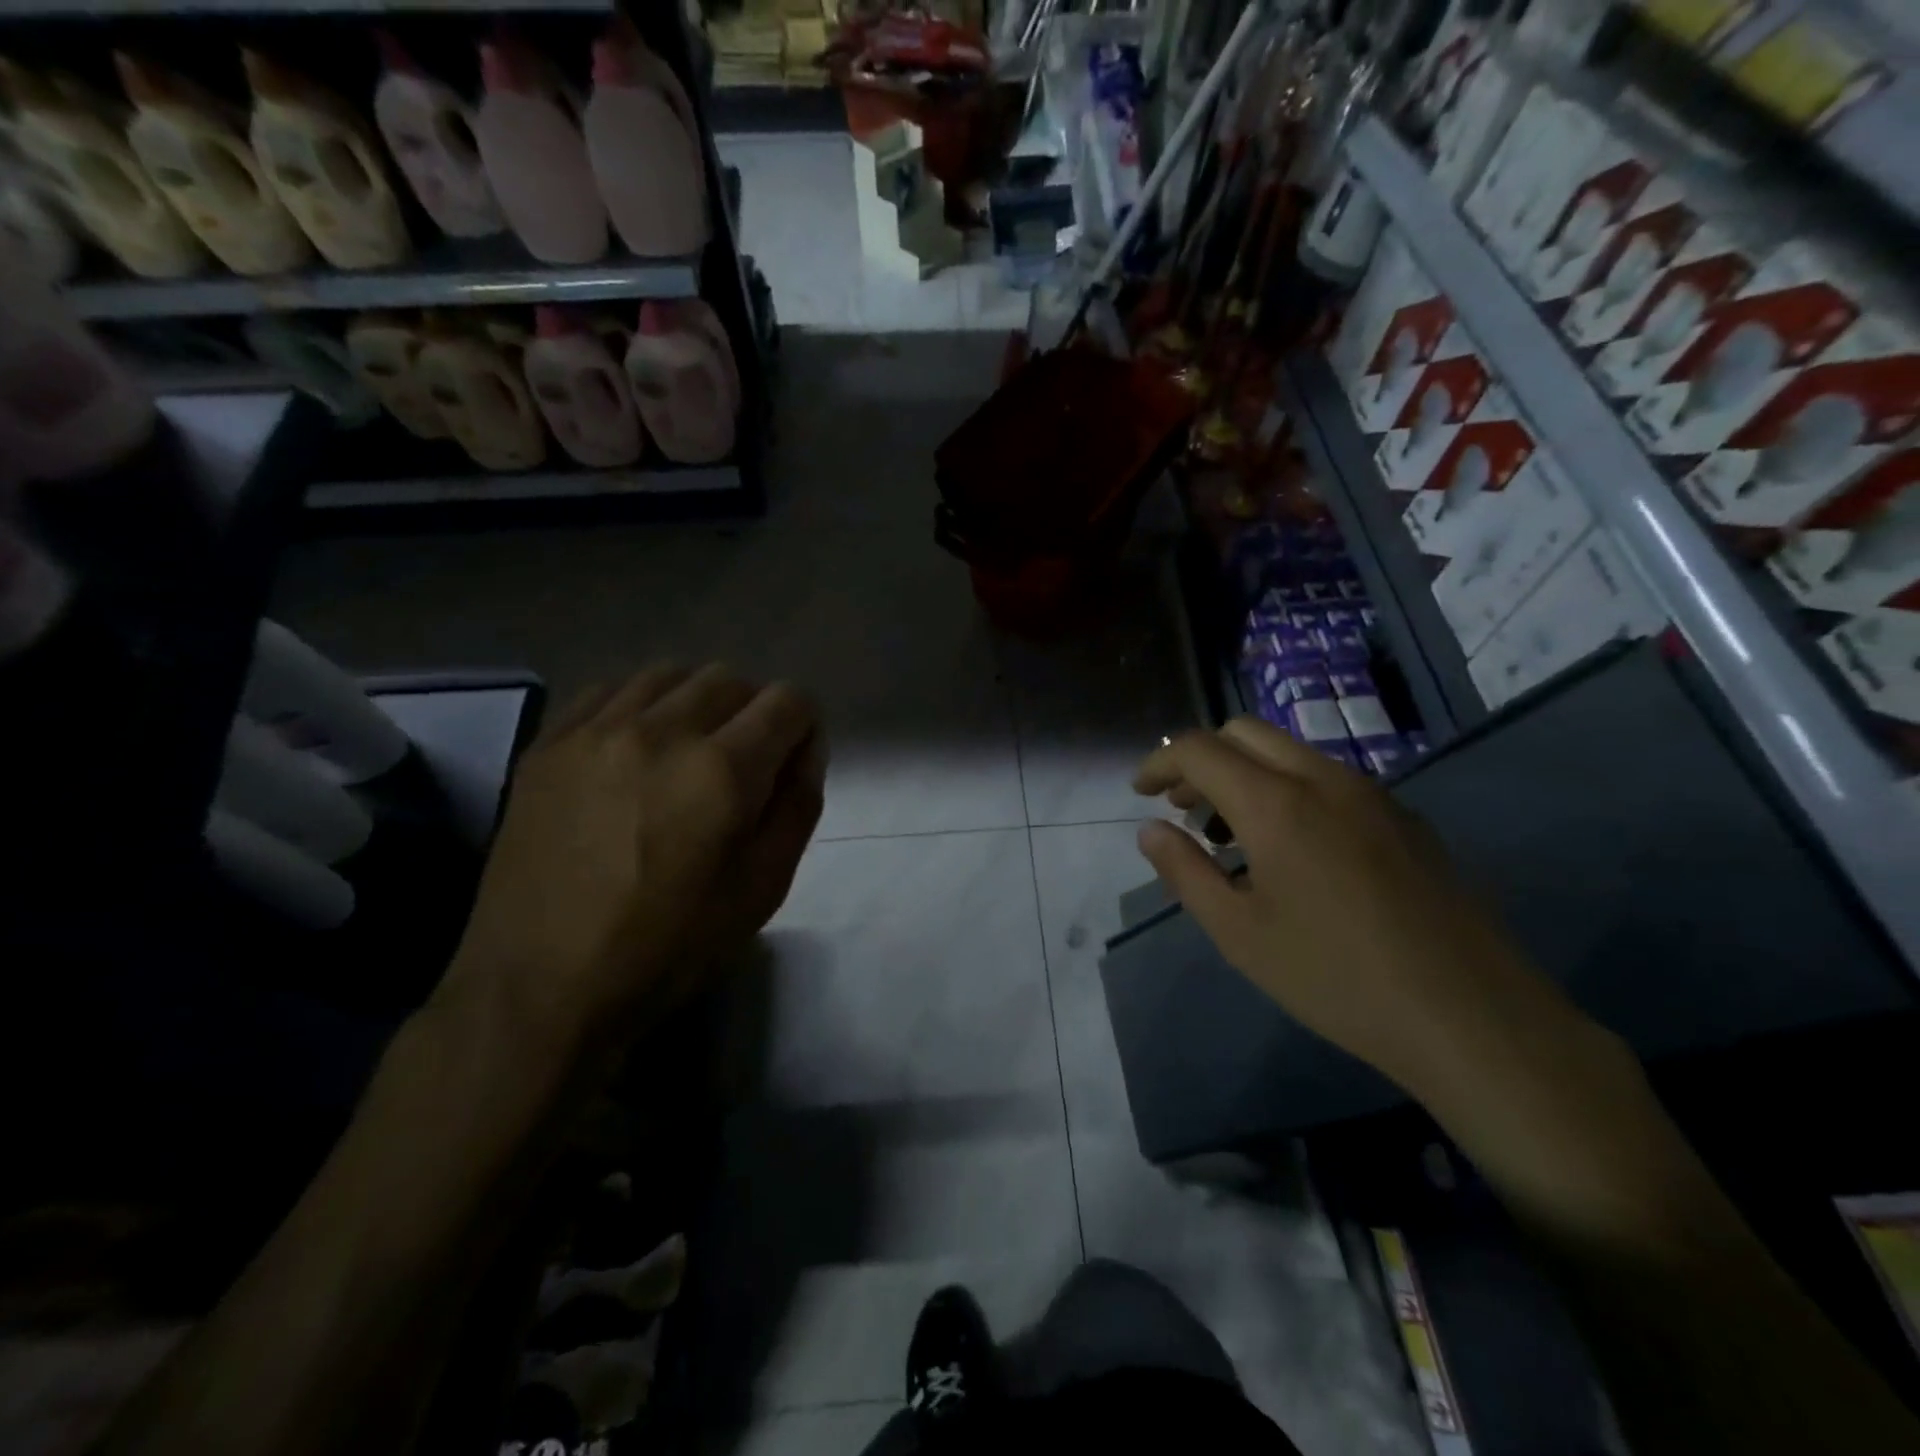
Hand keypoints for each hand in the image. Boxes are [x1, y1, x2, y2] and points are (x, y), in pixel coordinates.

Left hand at [445, 663, 825, 1053]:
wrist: (540, 987)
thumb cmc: (668, 947)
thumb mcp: (763, 889)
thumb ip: (799, 806)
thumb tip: (805, 749)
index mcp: (722, 771)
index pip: (788, 701)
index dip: (803, 727)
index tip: (791, 763)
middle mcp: (661, 731)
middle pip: (730, 678)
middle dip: (754, 711)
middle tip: (743, 763)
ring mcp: (596, 731)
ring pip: (670, 673)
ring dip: (697, 701)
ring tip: (688, 750)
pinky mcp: (549, 743)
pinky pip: (610, 689)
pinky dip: (640, 704)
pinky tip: (635, 748)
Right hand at [1133, 717, 1576, 1096]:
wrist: (1471, 1015)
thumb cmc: (1334, 977)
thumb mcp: (1239, 932)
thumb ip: (1185, 871)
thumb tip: (1150, 830)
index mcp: (1275, 803)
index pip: (1198, 749)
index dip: (1159, 762)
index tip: (1141, 793)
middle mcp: (1323, 778)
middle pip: (1244, 732)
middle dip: (1201, 758)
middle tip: (1182, 807)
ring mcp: (1372, 793)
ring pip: (1289, 751)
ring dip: (1246, 772)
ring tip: (1230, 834)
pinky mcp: (1404, 817)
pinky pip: (1329, 778)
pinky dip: (1288, 789)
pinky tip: (1293, 851)